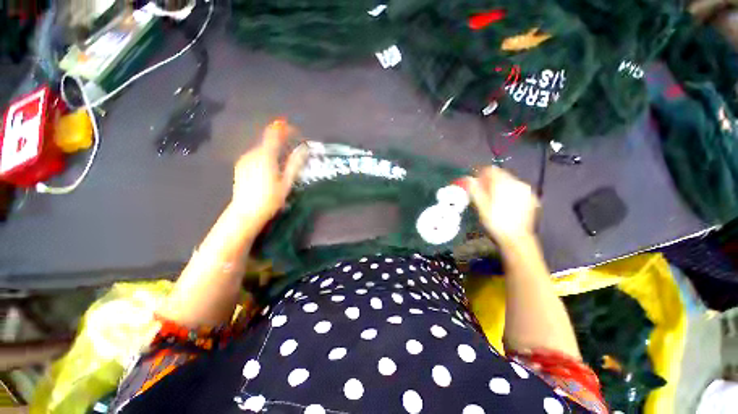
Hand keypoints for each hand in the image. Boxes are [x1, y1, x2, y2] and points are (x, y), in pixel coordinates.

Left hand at [231, 119, 306, 225]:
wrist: (246, 213)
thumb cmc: (270, 199)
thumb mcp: (286, 182)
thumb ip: (294, 164)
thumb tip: (303, 149)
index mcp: (266, 157)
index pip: (274, 134)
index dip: (285, 129)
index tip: (296, 131)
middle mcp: (253, 154)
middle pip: (268, 141)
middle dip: (281, 141)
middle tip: (293, 150)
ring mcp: (245, 159)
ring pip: (262, 148)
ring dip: (274, 149)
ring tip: (283, 161)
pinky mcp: (240, 165)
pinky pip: (256, 155)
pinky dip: (265, 156)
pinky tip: (270, 168)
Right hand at [463, 166, 538, 243]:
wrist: (516, 237)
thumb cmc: (495, 221)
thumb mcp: (481, 206)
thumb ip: (475, 189)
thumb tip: (468, 178)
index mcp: (503, 184)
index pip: (491, 170)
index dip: (481, 173)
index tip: (475, 181)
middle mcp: (517, 183)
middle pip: (501, 175)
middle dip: (490, 180)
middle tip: (482, 190)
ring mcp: (526, 191)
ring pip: (510, 182)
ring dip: (500, 186)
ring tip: (492, 197)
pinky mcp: (531, 199)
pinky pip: (517, 190)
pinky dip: (509, 192)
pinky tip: (504, 202)